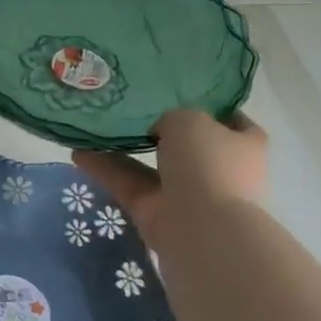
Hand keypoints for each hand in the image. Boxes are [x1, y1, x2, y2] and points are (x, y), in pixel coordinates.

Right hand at [72, 110, 268, 247]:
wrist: (200, 228)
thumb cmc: (207, 163)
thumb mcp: (190, 119)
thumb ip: (172, 116)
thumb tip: (159, 128)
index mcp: (243, 144)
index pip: (231, 121)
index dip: (208, 107)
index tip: (177, 93)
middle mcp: (218, 169)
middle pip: (185, 144)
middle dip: (157, 130)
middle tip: (126, 109)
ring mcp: (187, 194)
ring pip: (150, 166)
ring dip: (122, 150)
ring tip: (91, 128)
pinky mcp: (157, 212)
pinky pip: (128, 185)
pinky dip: (105, 171)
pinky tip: (77, 154)